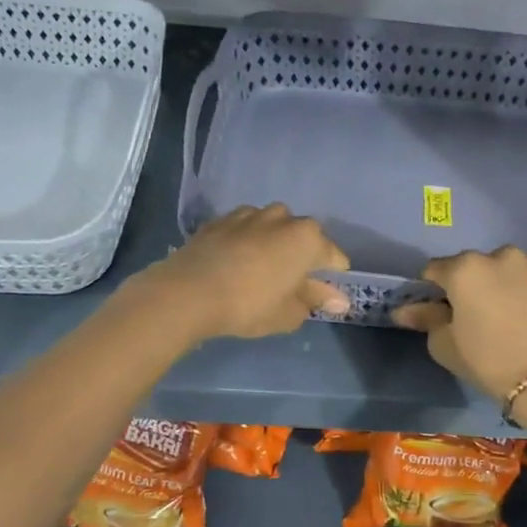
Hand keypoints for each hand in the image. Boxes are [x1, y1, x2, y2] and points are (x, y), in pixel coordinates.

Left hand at [137, 204, 349, 340]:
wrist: (188, 292)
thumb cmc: (250, 305)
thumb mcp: (289, 312)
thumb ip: (316, 300)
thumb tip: (338, 299)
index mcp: (307, 237)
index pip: (334, 257)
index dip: (332, 278)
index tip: (322, 297)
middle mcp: (282, 217)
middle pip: (303, 237)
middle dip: (302, 257)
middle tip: (289, 286)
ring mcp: (248, 214)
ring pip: (272, 228)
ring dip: (272, 245)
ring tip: (260, 272)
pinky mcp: (219, 219)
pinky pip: (244, 229)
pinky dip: (245, 242)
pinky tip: (234, 264)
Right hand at [391, 247, 526, 404]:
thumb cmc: (486, 361)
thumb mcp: (444, 344)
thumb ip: (424, 318)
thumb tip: (403, 310)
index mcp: (464, 269)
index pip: (436, 269)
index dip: (434, 288)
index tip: (441, 308)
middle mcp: (499, 256)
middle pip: (474, 265)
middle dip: (471, 283)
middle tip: (477, 313)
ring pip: (507, 267)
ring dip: (503, 281)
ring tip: (509, 312)